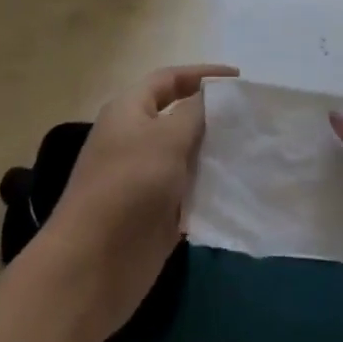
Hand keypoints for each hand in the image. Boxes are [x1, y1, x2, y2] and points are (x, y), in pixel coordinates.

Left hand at [42, 64, 237, 340]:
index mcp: (129, 110)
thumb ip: (194, 113)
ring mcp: (144, 178)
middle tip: (251, 118)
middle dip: (213, 116)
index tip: (238, 78)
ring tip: (251, 151)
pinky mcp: (154, 214)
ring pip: (186, 156)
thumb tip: (210, 95)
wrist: (91, 267)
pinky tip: (238, 189)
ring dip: (214, 154)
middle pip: (179, 117)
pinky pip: (187, 193)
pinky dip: (209, 189)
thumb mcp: (166, 139)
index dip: (202, 74)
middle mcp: (135, 138)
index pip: (169, 79)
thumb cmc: (128, 186)